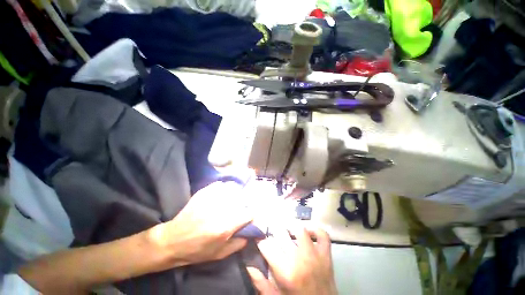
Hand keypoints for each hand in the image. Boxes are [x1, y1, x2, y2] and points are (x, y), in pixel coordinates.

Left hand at [150, 181, 252, 266]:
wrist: (172, 241)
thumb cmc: (197, 251)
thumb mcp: (220, 254)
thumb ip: (239, 244)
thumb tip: (250, 232)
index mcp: (226, 226)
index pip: (249, 213)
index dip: (252, 214)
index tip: (250, 216)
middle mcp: (221, 209)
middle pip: (242, 199)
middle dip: (245, 203)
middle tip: (242, 207)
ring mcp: (211, 198)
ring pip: (233, 189)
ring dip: (236, 194)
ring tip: (233, 199)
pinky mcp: (204, 192)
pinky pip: (220, 185)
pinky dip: (224, 189)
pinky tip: (222, 194)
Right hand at [247, 226, 336, 294]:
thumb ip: (261, 283)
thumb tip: (248, 265)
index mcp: (285, 273)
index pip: (267, 245)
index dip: (260, 239)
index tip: (258, 237)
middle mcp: (300, 260)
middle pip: (281, 233)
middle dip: (273, 230)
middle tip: (272, 233)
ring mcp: (315, 255)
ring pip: (300, 229)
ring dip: (291, 227)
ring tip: (287, 231)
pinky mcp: (326, 255)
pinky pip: (322, 234)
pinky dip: (315, 229)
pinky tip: (307, 231)